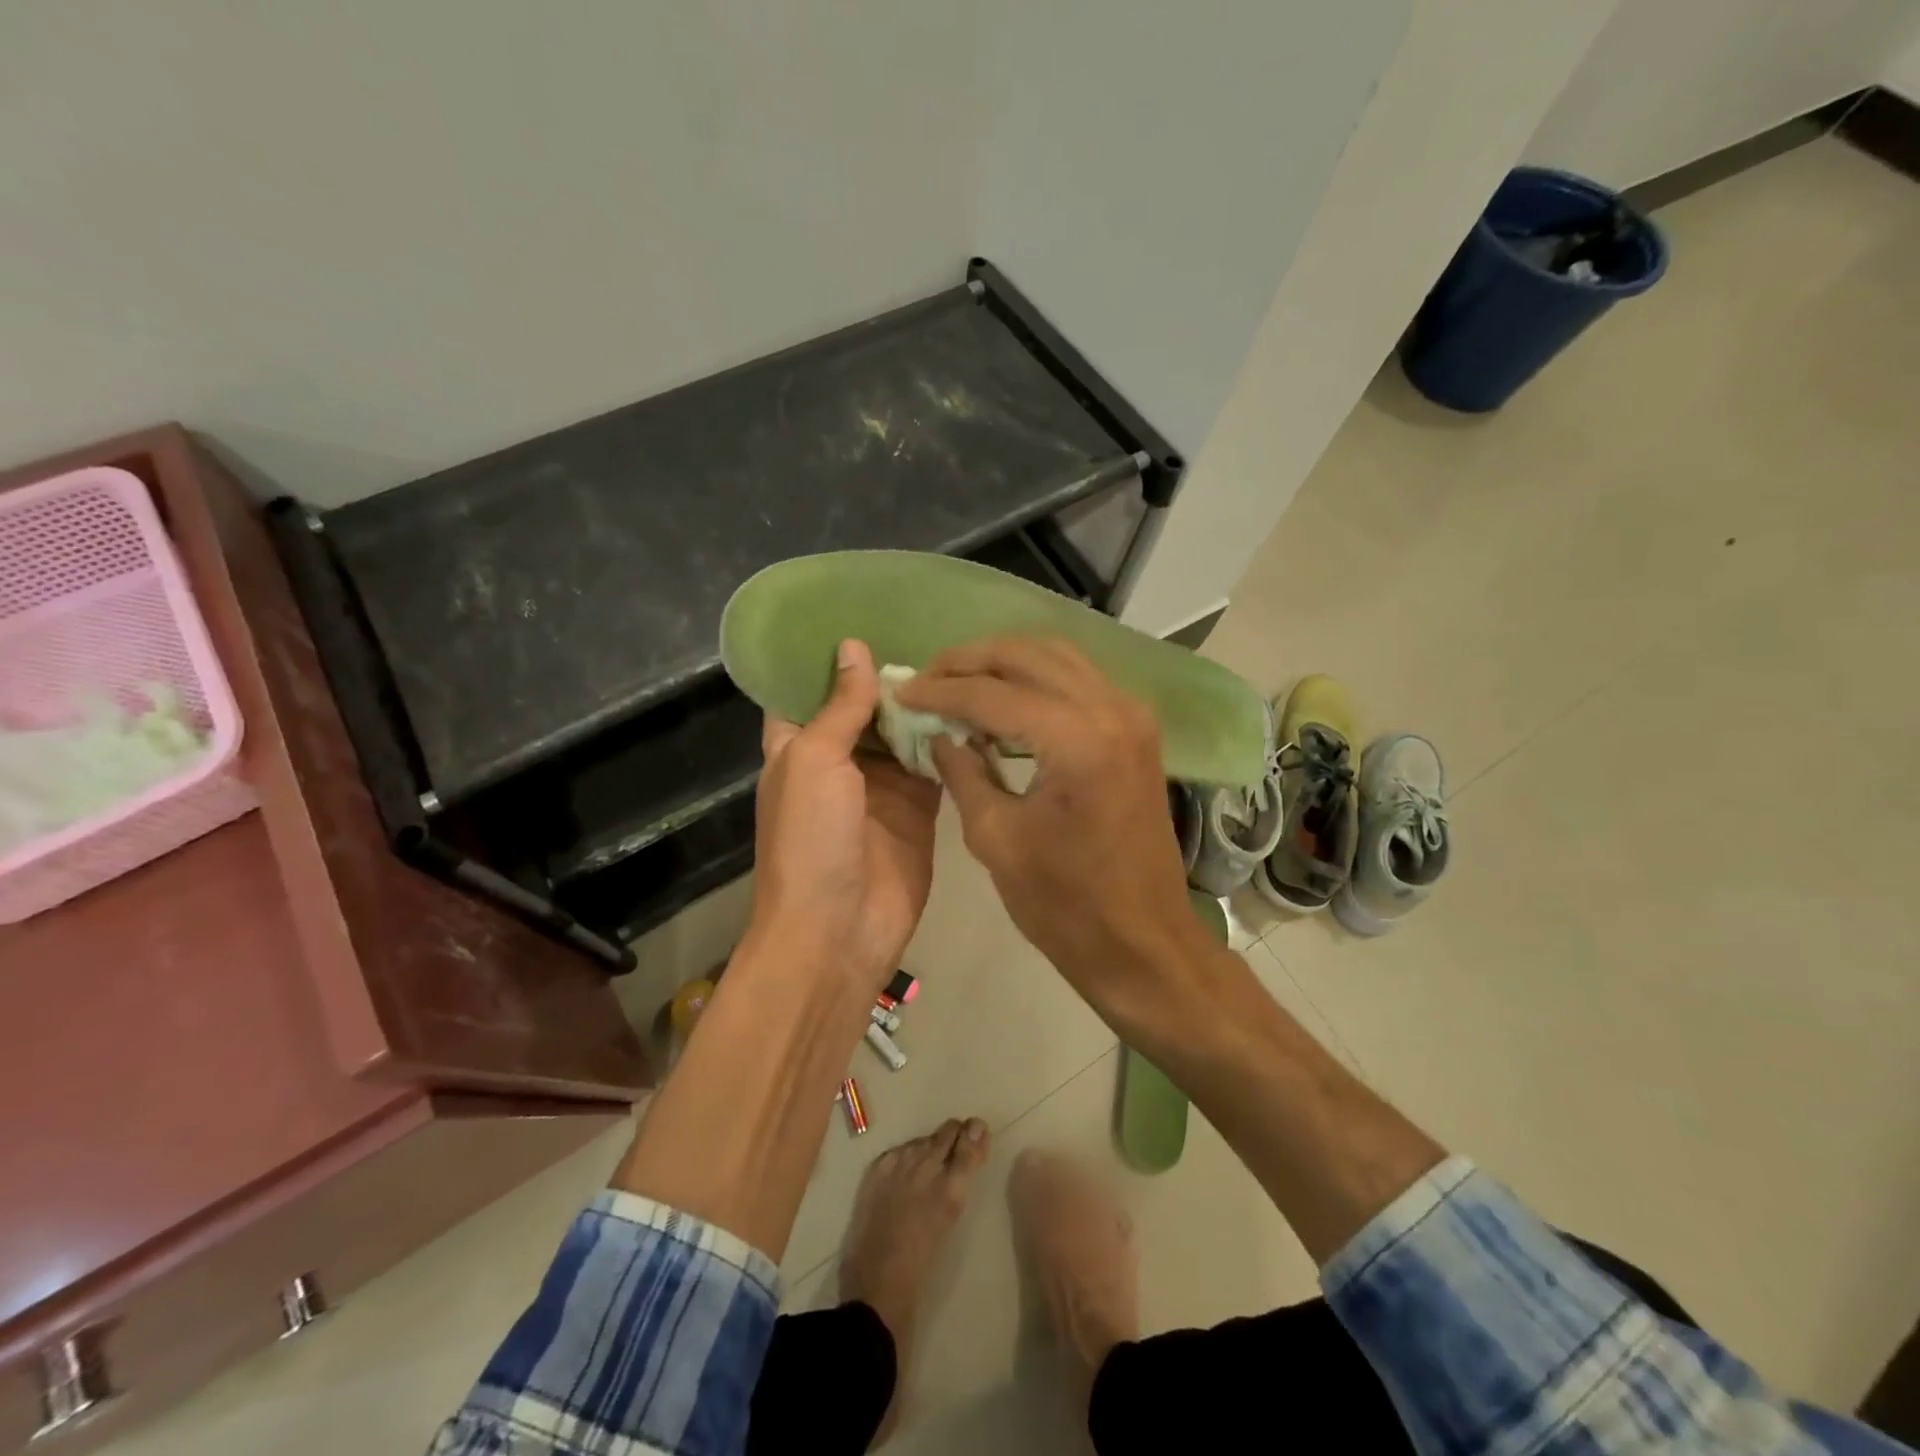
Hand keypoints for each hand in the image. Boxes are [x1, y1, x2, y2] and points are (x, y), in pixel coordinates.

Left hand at [750, 639, 941, 994]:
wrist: (839, 930)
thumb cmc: (810, 839)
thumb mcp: (814, 761)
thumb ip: (840, 706)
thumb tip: (853, 646)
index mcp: (798, 746)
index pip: (810, 688)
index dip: (833, 655)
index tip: (866, 612)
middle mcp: (839, 759)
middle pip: (866, 707)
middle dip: (892, 673)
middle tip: (933, 624)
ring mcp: (881, 785)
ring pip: (905, 732)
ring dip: (925, 702)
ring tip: (961, 652)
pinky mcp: (918, 808)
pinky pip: (936, 764)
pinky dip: (951, 740)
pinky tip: (977, 703)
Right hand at [896, 637, 1207, 1011]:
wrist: (1142, 941)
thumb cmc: (1065, 904)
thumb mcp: (996, 838)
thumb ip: (962, 771)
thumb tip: (937, 731)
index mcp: (1077, 740)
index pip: (993, 693)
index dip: (940, 691)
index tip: (901, 691)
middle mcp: (1111, 709)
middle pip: (1026, 655)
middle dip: (969, 661)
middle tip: (926, 678)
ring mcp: (1131, 715)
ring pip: (1055, 656)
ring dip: (1003, 662)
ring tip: (957, 683)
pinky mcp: (1136, 729)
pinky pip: (1077, 679)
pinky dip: (1035, 679)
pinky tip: (1003, 701)